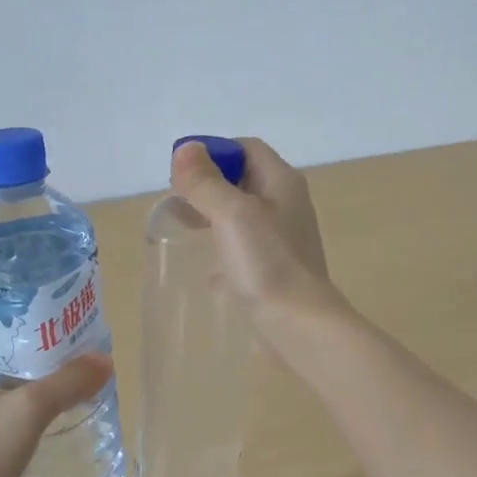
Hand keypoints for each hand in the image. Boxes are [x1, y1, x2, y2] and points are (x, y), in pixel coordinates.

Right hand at [170, 137, 338, 318]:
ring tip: (184, 231)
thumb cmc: (267, 264)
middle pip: (243, 181)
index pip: (246, 148)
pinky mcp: (275, 270)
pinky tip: (206, 270)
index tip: (182, 173)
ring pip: (242, 217)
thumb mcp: (231, 214)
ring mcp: (283, 240)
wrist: (299, 327)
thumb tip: (186, 149)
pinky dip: (223, 252)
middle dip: (208, 186)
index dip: (214, 152)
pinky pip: (245, 250)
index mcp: (282, 183)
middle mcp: (287, 205)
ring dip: (213, 218)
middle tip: (176, 203)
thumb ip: (206, 182)